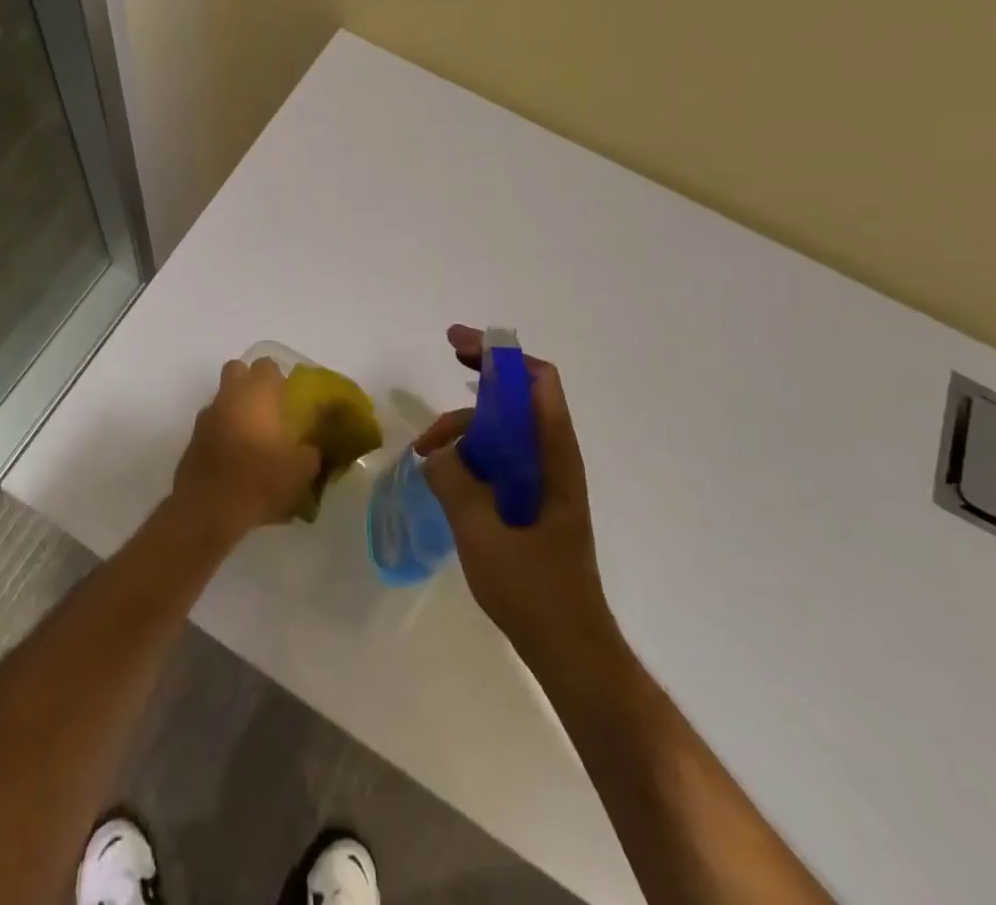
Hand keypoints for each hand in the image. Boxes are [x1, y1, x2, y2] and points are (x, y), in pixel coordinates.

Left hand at [172, 357, 321, 542]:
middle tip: (268, 409)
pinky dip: (221, 436)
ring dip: (234, 411)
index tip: (288, 397)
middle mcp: (228, 397)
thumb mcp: (301, 470)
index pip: (266, 365)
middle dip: (249, 383)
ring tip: (252, 440)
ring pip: (221, 400)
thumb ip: (310, 452)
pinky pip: (211, 428)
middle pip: (236, 371)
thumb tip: (310, 448)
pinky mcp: (191, 442)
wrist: (208, 509)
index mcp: (256, 393)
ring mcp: (205, 418)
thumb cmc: (260, 479)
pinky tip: (234, 461)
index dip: (278, 377)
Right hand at [419, 326, 614, 661]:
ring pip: (503, 428)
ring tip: (425, 451)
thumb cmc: (535, 591)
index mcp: (554, 456)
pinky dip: (470, 451)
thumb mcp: (483, 532)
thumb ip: (455, 482)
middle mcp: (553, 458)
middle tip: (446, 358)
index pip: (537, 382)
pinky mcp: (531, 502)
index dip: (501, 356)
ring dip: (466, 424)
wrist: (570, 649)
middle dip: (482, 373)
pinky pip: (499, 458)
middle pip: (519, 395)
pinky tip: (442, 470)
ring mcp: (543, 480)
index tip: (459, 346)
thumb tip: (437, 454)